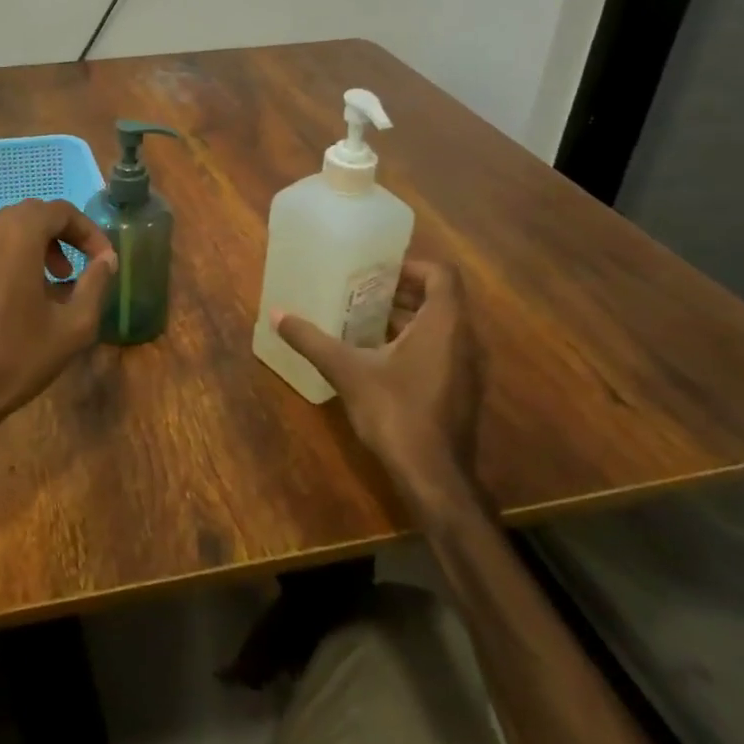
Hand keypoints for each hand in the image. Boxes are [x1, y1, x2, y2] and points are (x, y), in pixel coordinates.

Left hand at [0, 199, 117, 446]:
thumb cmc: (18, 356)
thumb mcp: (73, 325)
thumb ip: (96, 283)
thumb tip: (106, 259)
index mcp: (17, 234)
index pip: (61, 211)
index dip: (89, 232)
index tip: (104, 259)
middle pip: (35, 215)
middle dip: (64, 235)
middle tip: (82, 267)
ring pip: (11, 228)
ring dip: (39, 245)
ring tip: (58, 280)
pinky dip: (15, 255)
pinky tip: (26, 292)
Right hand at [271, 259, 485, 514]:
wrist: (433, 476)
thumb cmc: (395, 411)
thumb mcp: (347, 370)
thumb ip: (312, 340)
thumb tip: (276, 314)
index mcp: (444, 324)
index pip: (441, 274)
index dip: (411, 266)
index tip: (377, 271)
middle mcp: (465, 339)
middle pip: (441, 299)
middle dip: (402, 291)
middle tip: (362, 291)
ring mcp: (468, 368)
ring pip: (441, 327)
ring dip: (408, 318)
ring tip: (364, 319)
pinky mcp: (462, 391)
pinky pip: (442, 350)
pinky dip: (415, 343)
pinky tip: (378, 357)